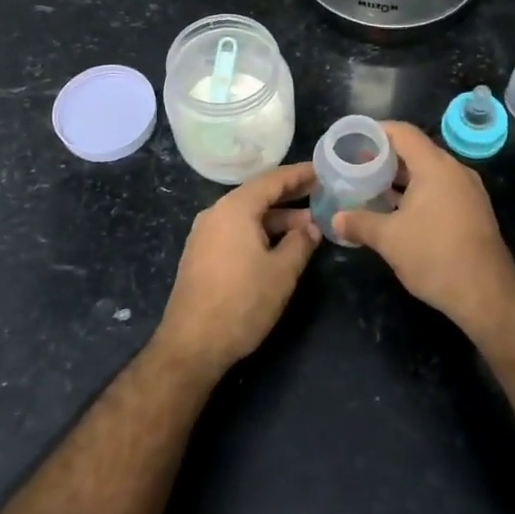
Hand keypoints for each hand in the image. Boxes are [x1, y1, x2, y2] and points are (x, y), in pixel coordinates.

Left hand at [154, 162, 319, 378]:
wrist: (192, 344)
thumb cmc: (242, 302)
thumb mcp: (282, 272)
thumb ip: (300, 242)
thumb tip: (311, 226)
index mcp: (235, 208)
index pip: (272, 180)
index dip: (299, 175)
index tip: (322, 169)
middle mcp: (216, 213)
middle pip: (257, 195)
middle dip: (289, 196)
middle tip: (320, 194)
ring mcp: (205, 234)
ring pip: (247, 215)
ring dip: (276, 218)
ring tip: (307, 225)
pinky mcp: (201, 254)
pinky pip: (235, 230)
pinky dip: (259, 231)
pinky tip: (279, 245)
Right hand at [333, 122, 514, 335]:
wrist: (487, 295)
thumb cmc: (435, 256)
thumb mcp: (389, 239)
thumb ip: (359, 223)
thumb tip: (335, 220)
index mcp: (435, 167)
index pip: (402, 133)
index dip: (375, 132)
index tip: (352, 140)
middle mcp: (455, 171)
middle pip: (415, 151)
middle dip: (384, 157)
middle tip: (355, 166)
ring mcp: (467, 191)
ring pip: (428, 173)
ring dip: (400, 178)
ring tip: (370, 188)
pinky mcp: (472, 211)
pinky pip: (439, 189)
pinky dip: (416, 193)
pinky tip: (396, 212)